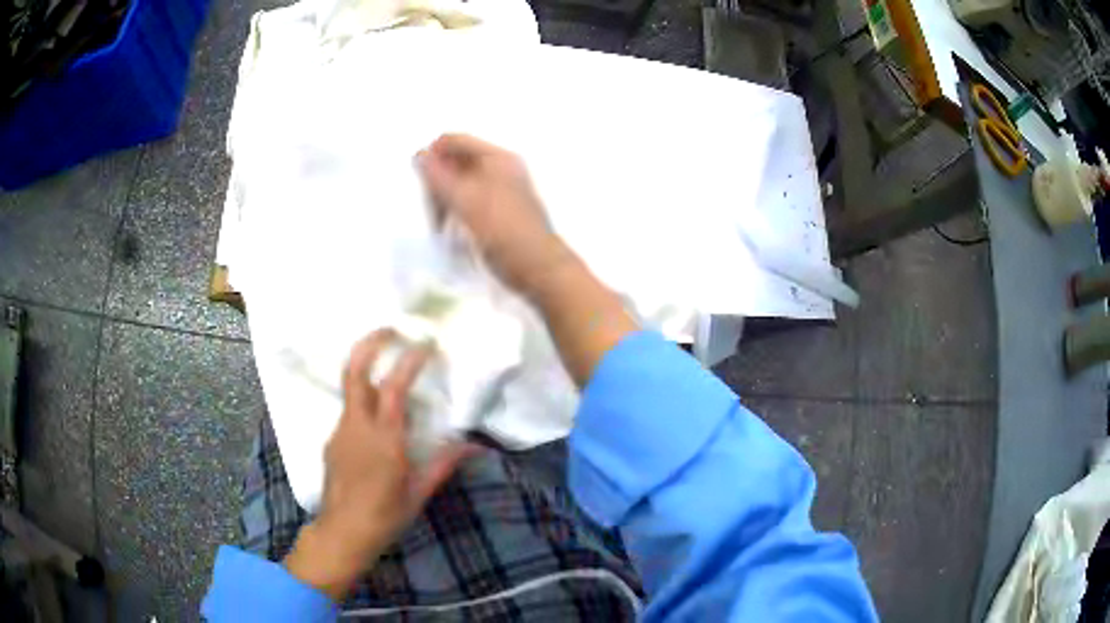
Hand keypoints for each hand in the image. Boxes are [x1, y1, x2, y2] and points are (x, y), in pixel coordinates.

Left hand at [284, 329, 477, 599]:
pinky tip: (377, 420)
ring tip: (387, 367)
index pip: (394, 389)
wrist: (342, 533)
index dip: (409, 361)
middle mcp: (357, 427)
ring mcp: (340, 432)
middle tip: (389, 329)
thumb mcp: (419, 493)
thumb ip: (444, 464)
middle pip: (355, 372)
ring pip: (350, 389)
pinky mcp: (331, 441)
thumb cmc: (385, 516)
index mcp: (384, 440)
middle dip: (370, 344)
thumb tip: (474, 445)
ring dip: (367, 369)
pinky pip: (349, 412)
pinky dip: (363, 402)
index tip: (426, 344)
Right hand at [417, 134, 573, 296]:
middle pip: (458, 161)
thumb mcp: (466, 200)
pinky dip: (456, 209)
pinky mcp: (499, 212)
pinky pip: (469, 201)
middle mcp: (501, 169)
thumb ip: (439, 176)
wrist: (537, 268)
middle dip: (438, 180)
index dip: (434, 154)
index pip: (456, 141)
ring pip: (461, 184)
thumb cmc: (502, 230)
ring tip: (439, 222)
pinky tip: (449, 228)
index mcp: (498, 158)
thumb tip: (419, 154)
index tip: (418, 178)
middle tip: (430, 206)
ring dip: (445, 198)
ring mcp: (501, 191)